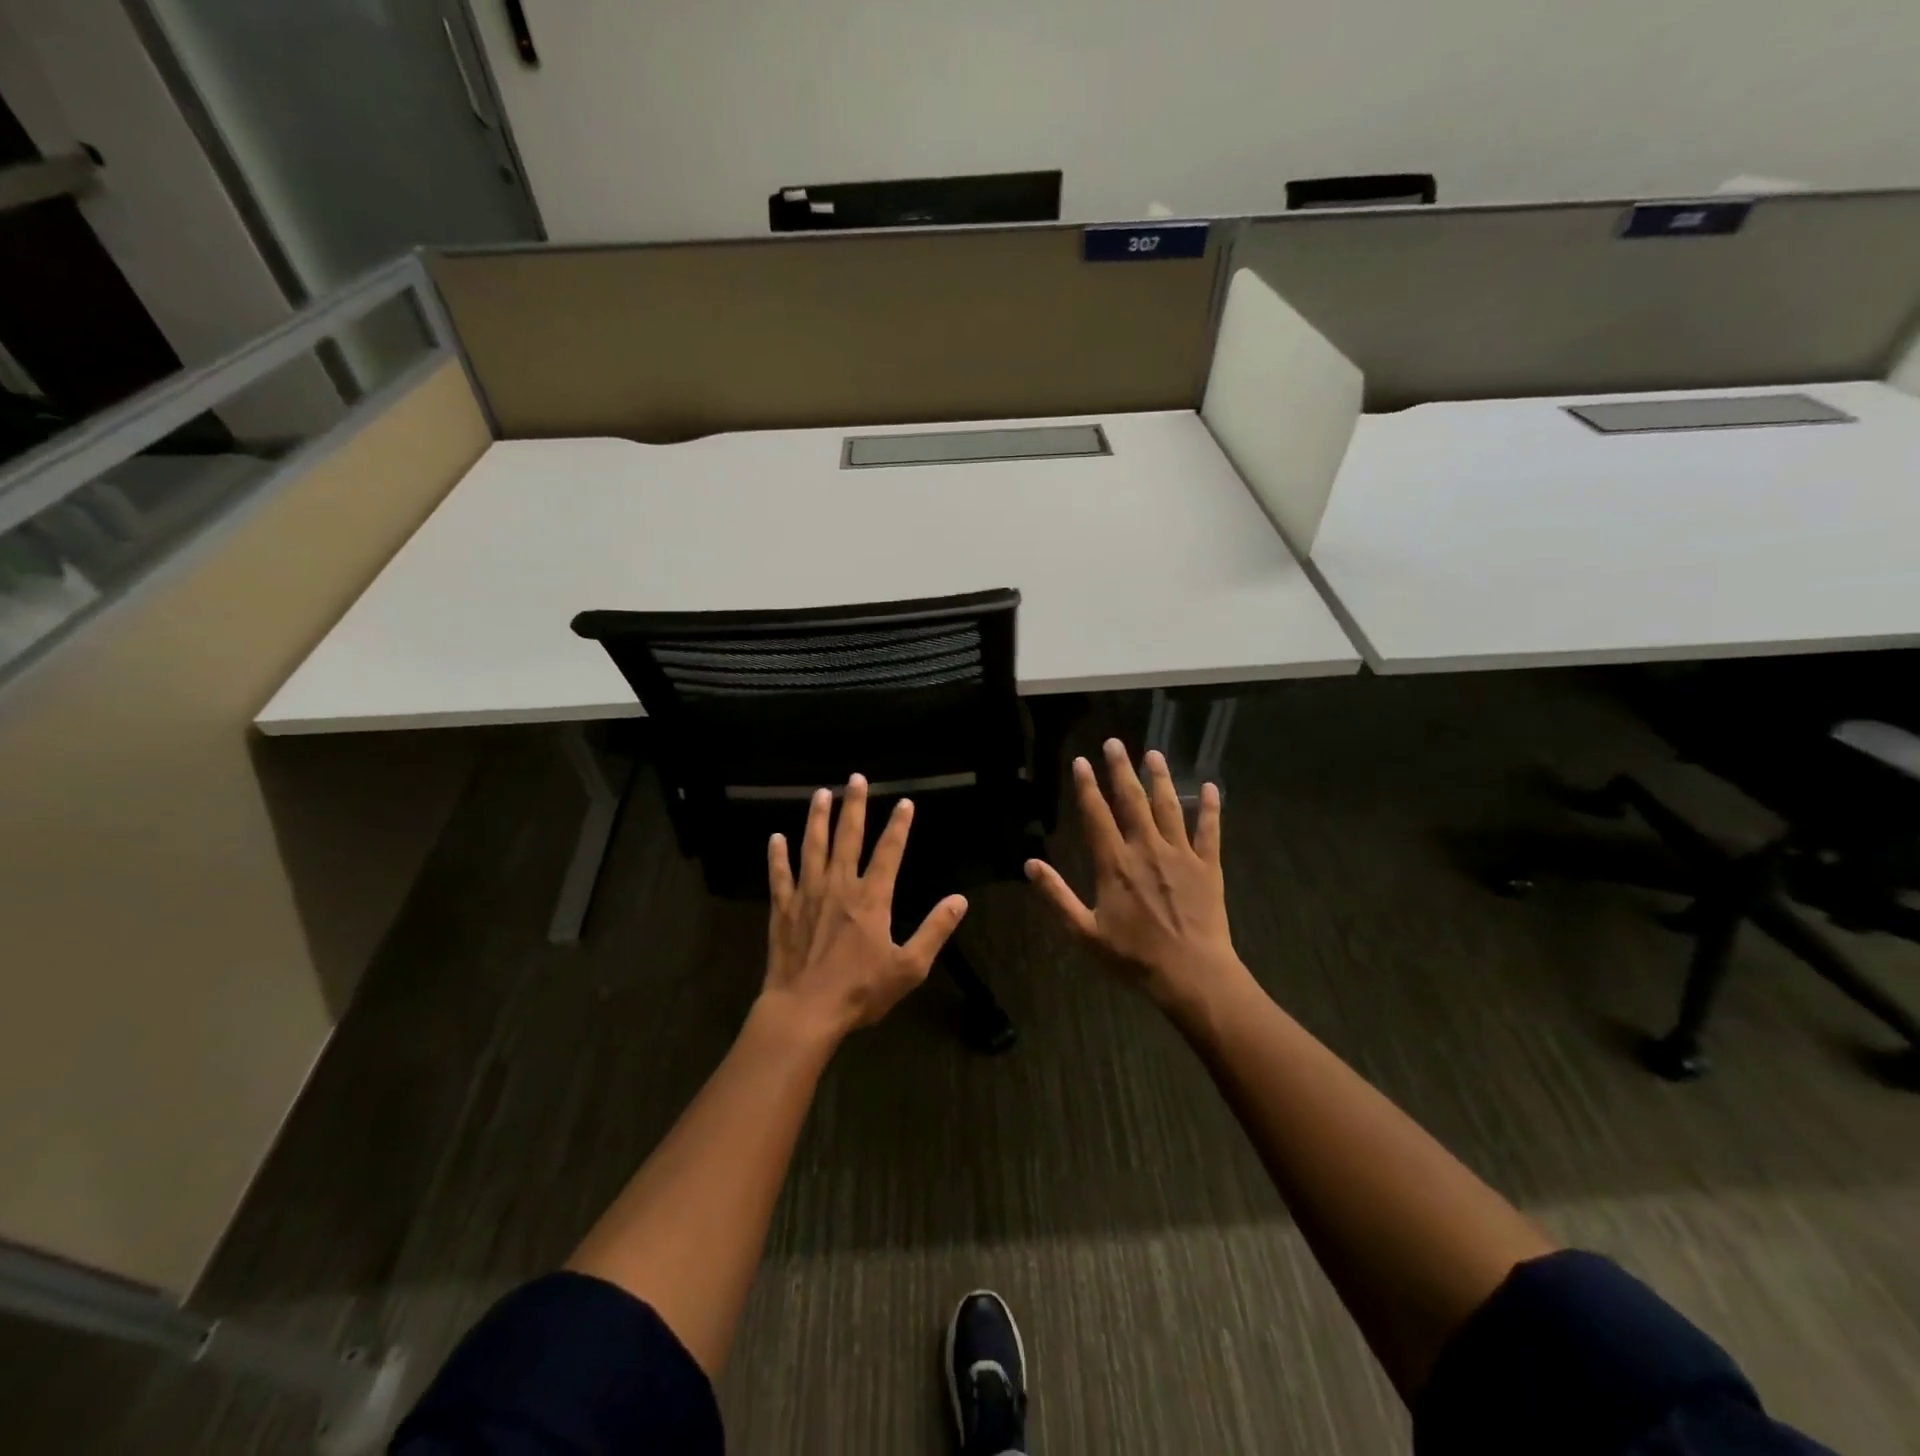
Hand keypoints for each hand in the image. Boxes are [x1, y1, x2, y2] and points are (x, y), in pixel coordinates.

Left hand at [761, 774, 967, 1044]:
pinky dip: (777, 856)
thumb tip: (959, 900)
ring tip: (821, 794)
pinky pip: (779, 876)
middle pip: (847, 838)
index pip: (889, 853)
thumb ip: (935, 930)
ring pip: (812, 847)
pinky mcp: (783, 910)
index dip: (899, 826)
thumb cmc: (860, 991)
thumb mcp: (909, 967)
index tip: (904, 802)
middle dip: (854, 806)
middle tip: (856, 778)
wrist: (805, 1011)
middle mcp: (839, 887)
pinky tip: (775, 838)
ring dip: (817, 818)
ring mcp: (808, 895)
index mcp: (871, 899)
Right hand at [1026, 739, 1248, 1018]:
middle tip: (1115, 743)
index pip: (1097, 815)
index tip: (1081, 761)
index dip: (1087, 787)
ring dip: (1160, 778)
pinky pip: (1209, 830)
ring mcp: (1180, 855)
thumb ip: (1057, 896)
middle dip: (1121, 770)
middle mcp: (1146, 849)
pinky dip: (1211, 807)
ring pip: (1169, 807)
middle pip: (1132, 801)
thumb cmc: (1134, 957)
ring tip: (1153, 753)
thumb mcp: (1085, 932)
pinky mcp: (1208, 866)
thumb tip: (1030, 864)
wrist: (1192, 975)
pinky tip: (1211, 786)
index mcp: (1115, 864)